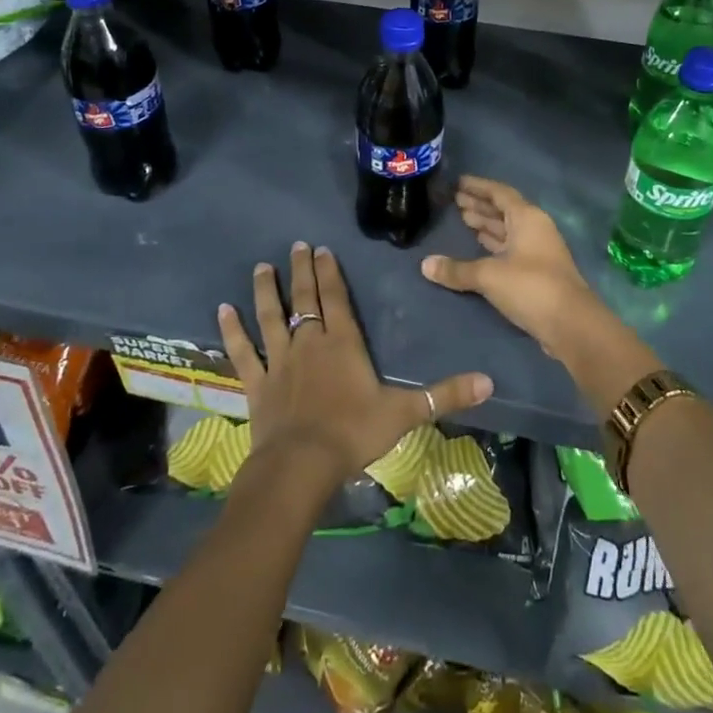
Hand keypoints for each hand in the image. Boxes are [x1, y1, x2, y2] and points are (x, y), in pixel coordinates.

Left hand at [218, 242, 492, 489]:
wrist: (302, 466)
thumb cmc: (354, 434)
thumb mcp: (406, 414)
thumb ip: (445, 395)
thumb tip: (490, 382)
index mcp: (343, 343)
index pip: (335, 298)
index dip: (329, 272)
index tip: (320, 249)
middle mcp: (309, 342)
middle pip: (304, 299)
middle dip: (300, 272)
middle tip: (295, 246)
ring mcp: (280, 361)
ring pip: (270, 317)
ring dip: (265, 291)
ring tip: (261, 267)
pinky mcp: (258, 384)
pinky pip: (243, 351)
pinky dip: (232, 331)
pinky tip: (222, 310)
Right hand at [421, 175, 609, 361]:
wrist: (571, 325)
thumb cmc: (531, 287)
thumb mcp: (489, 276)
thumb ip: (458, 270)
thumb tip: (425, 265)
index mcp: (527, 218)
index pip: (500, 193)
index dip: (478, 187)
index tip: (457, 182)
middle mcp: (535, 229)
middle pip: (504, 211)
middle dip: (480, 205)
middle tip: (454, 201)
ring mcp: (538, 252)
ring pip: (508, 231)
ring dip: (487, 225)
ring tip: (463, 219)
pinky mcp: (537, 274)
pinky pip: (510, 250)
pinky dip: (493, 246)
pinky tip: (478, 247)